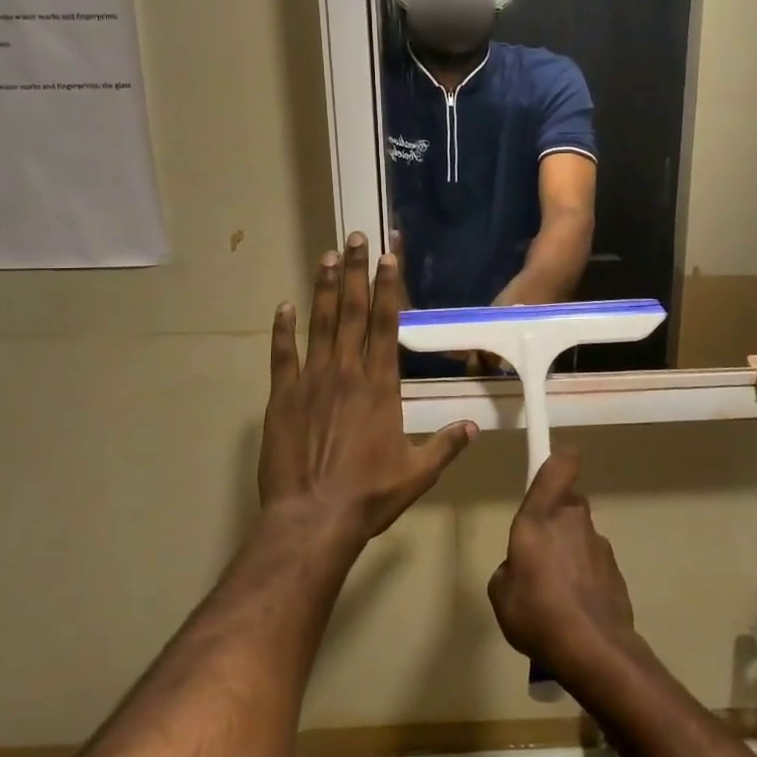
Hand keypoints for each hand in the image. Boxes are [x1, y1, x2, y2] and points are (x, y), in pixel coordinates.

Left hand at [259, 234, 476, 551]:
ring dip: (325, 289)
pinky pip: (283, 355)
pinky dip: (283, 330)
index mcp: (380, 385)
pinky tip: (284, 307)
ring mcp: (312, 381)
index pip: (387, 325)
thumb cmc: (369, 495)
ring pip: (320, 324)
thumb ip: (446, 445)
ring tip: (327, 257)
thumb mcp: (418, 473)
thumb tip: (474, 426)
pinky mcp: (282, 397)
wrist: (313, 518)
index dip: (388, 288)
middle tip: (354, 237)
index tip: (388, 257)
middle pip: (354, 312)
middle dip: (357, 272)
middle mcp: (347, 372)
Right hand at [487, 449, 636, 675]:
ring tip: (555, 589)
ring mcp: (599, 544)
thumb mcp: (500, 592)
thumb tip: (519, 568)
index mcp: (540, 516)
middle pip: (567, 502)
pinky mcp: (615, 571)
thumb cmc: (536, 612)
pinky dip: (585, 575)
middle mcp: (572, 520)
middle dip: (555, 517)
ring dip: (570, 550)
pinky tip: (575, 607)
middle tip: (539, 549)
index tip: (553, 460)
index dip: (559, 458)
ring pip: (580, 534)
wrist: (593, 650)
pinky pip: (593, 562)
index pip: (558, 466)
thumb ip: (508, 568)